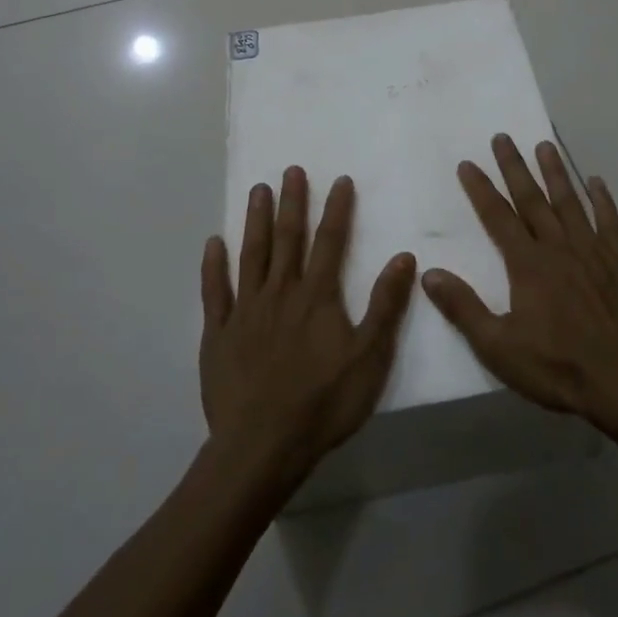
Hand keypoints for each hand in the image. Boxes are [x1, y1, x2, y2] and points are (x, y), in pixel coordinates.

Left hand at [200, 168, 417, 493]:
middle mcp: (281, 292)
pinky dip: (213, 266)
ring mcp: (245, 310)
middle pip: (288, 238)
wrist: (263, 446)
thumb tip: (404, 257)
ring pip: (252, 255)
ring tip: (257, 190)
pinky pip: (214, 292)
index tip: (339, 179)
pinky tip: (213, 243)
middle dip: (292, 202)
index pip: (330, 241)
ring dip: (256, 221)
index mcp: (318, 296)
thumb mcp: (370, 357)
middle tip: (290, 170)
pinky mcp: (218, 333)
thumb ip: (386, 305)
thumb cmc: (324, 402)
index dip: (336, 209)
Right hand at [421, 135, 617, 437]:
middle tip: (502, 136)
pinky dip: (602, 199)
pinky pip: (609, 221)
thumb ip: (464, 308)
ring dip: (555, 172)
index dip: (481, 189)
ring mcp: (594, 250)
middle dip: (514, 167)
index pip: (497, 217)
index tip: (468, 163)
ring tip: (545, 144)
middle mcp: (559, 247)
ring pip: (569, 201)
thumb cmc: (560, 367)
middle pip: (532, 199)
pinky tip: (596, 181)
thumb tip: (429, 273)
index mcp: (528, 265)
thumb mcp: (499, 348)